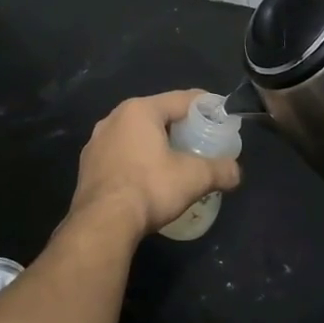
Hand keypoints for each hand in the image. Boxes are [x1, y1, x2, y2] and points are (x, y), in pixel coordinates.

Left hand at [69, 90, 241, 241]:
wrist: (102, 224)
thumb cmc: (150, 188)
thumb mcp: (194, 178)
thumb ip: (220, 170)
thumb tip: (236, 173)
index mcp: (140, 110)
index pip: (181, 99)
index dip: (205, 105)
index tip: (221, 115)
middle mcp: (114, 118)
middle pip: (157, 114)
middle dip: (179, 125)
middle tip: (200, 139)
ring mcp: (96, 142)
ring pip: (135, 134)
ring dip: (155, 143)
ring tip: (174, 160)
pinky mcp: (87, 165)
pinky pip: (119, 153)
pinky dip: (136, 159)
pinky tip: (147, 177)